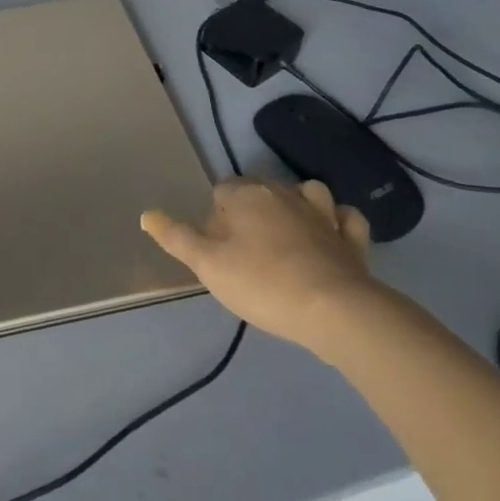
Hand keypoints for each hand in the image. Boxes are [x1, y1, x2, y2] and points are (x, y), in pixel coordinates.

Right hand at [141, 179, 380, 361]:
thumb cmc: (262, 283)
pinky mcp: (351, 237)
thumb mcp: (207, 265)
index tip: (218, 248)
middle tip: (246, 250)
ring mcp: (322, 212)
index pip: (222, 191)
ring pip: (307, 192)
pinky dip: (339, 221)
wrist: (333, 311)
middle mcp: (283, 193)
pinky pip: (346, 217)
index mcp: (246, 195)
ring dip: (298, 204)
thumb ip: (176, 237)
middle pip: (259, 189)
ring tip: (289, 230)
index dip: (216, 216)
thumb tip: (147, 214)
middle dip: (251, 210)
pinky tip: (332, 233)